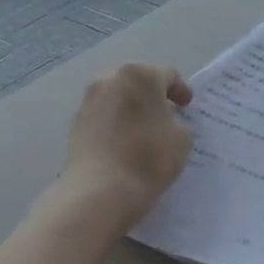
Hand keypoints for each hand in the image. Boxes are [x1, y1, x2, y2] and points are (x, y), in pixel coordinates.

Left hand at [62, 63, 193, 223]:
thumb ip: (178, 122)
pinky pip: (103, 115)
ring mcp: (88, 100)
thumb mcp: (183, 138)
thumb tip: (166, 123)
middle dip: (152, 94)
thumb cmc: (149, 156)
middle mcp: (109, 79)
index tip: (186, 106)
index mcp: (139, 75)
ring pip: (117, 97)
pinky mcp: (76, 123)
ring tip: (143, 128)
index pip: (167, 74)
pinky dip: (115, 122)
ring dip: (131, 107)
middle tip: (166, 112)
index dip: (181, 90)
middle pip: (137, 80)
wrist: (101, 189)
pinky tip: (124, 141)